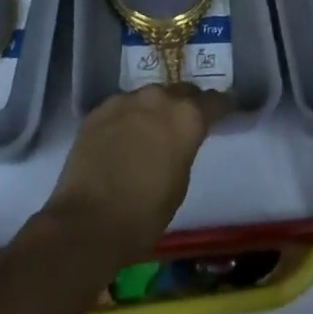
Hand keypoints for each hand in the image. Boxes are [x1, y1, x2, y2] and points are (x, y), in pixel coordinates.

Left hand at [42, 83, 233, 264]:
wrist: (86, 222)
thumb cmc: (143, 214)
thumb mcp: (179, 183)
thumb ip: (184, 149)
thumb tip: (177, 141)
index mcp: (187, 117)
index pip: (214, 101)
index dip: (222, 106)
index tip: (226, 110)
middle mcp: (159, 98)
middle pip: (180, 91)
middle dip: (186, 103)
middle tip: (184, 123)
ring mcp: (126, 100)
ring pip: (148, 97)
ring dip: (154, 110)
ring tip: (149, 131)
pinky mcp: (99, 109)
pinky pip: (122, 107)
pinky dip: (127, 118)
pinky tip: (121, 138)